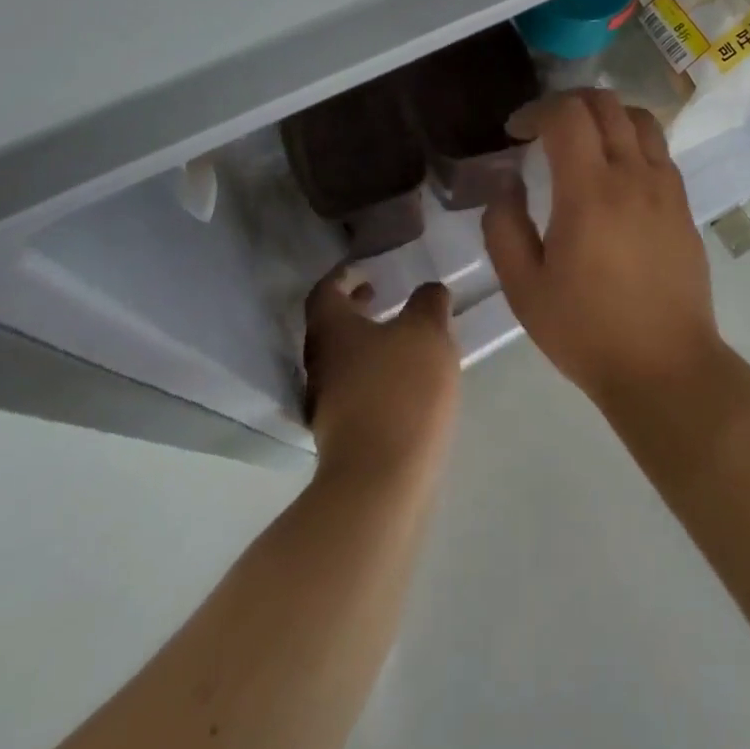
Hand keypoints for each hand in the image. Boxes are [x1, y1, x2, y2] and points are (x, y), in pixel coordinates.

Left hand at [304, 273, 460, 487]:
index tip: (361, 268)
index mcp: (332, 330)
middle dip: (355, 310)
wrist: (382, 480)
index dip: (341, 276)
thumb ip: (428, 303)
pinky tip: (406, 381)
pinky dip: (375, 374)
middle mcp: (320, 364)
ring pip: (344, 360)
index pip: (325, 292)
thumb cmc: (400, 389)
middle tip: (381, 295)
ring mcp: (327, 404)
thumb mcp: (426, 332)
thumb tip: (429, 292)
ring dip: (367, 343)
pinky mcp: (344, 435)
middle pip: (331, 327)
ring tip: (403, 338)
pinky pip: (356, 390)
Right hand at [482, 90, 722, 405]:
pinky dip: (632, 140)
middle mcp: (632, 175)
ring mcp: (665, 187)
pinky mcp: (683, 204)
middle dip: (567, 103)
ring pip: (639, 118)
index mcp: (588, 192)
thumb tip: (506, 181)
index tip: (515, 133)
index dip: (535, 111)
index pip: (566, 115)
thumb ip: (504, 226)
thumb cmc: (586, 331)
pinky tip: (617, 172)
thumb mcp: (524, 288)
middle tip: (544, 129)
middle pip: (605, 103)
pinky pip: (659, 149)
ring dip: (605, 115)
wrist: (666, 367)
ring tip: (583, 141)